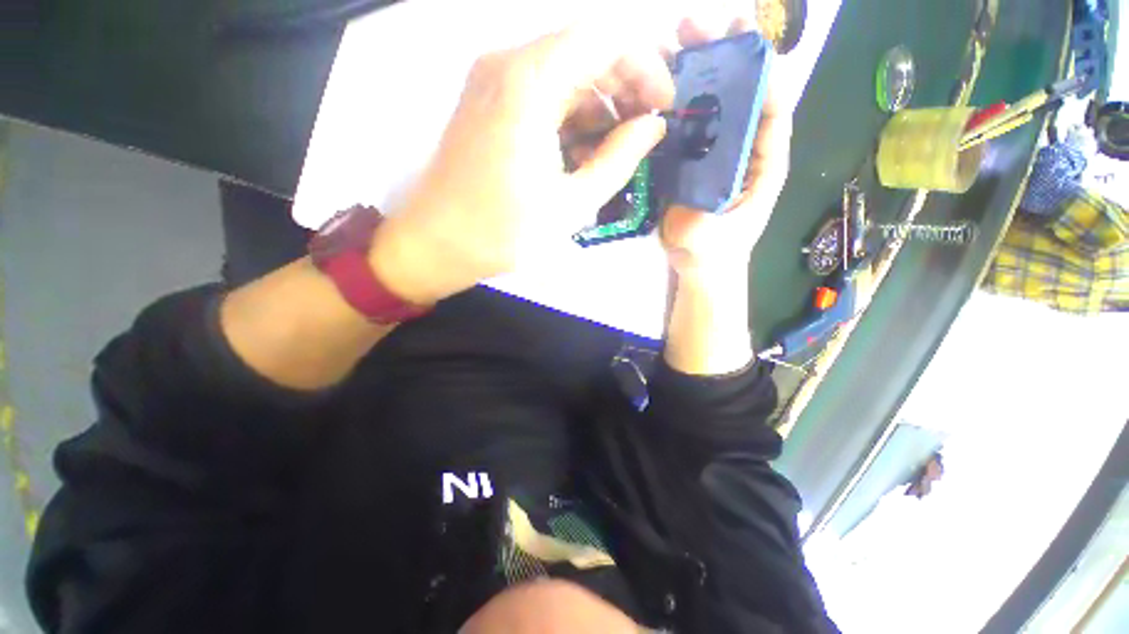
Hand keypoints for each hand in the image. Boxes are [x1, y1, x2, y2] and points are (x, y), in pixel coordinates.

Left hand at [372, 27, 674, 304]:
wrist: (438, 243)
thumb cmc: (504, 231)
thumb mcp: (573, 202)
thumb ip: (619, 159)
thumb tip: (653, 127)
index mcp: (528, 82)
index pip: (604, 39)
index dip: (645, 65)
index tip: (663, 105)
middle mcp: (506, 64)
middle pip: (583, 49)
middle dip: (624, 84)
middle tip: (645, 128)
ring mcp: (491, 81)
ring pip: (562, 71)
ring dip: (597, 102)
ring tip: (617, 146)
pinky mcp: (486, 102)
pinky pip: (539, 91)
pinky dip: (569, 112)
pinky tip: (582, 148)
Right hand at [660, 20, 793, 282]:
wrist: (697, 265)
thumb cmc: (715, 253)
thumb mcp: (711, 240)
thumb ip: (705, 220)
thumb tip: (692, 195)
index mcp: (763, 162)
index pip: (771, 109)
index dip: (761, 72)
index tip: (741, 39)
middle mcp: (742, 148)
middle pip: (739, 95)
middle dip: (722, 57)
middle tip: (695, 24)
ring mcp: (713, 151)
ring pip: (709, 105)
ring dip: (692, 72)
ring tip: (670, 41)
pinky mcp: (689, 160)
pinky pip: (682, 127)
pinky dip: (670, 105)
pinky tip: (651, 86)